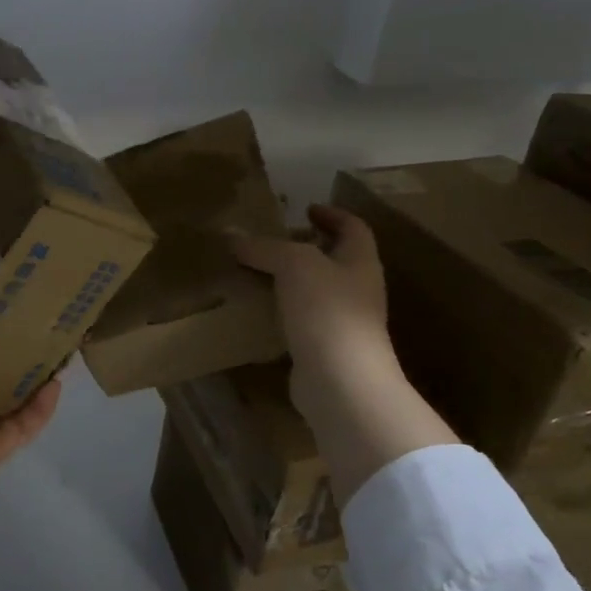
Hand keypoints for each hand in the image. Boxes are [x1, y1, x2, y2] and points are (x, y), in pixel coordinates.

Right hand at [233, 204, 456, 503]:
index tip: (305, 208)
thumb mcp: (293, 265)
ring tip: (255, 272)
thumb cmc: (327, 311)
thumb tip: (230, 234)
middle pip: (334, 260)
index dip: (332, 214)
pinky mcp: (324, 350)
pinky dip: (281, 311)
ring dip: (289, 281)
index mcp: (360, 262)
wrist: (341, 382)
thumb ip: (263, 247)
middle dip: (305, 248)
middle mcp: (357, 290)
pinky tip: (256, 310)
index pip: (353, 228)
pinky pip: (301, 321)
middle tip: (269, 241)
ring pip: (315, 292)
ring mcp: (343, 323)